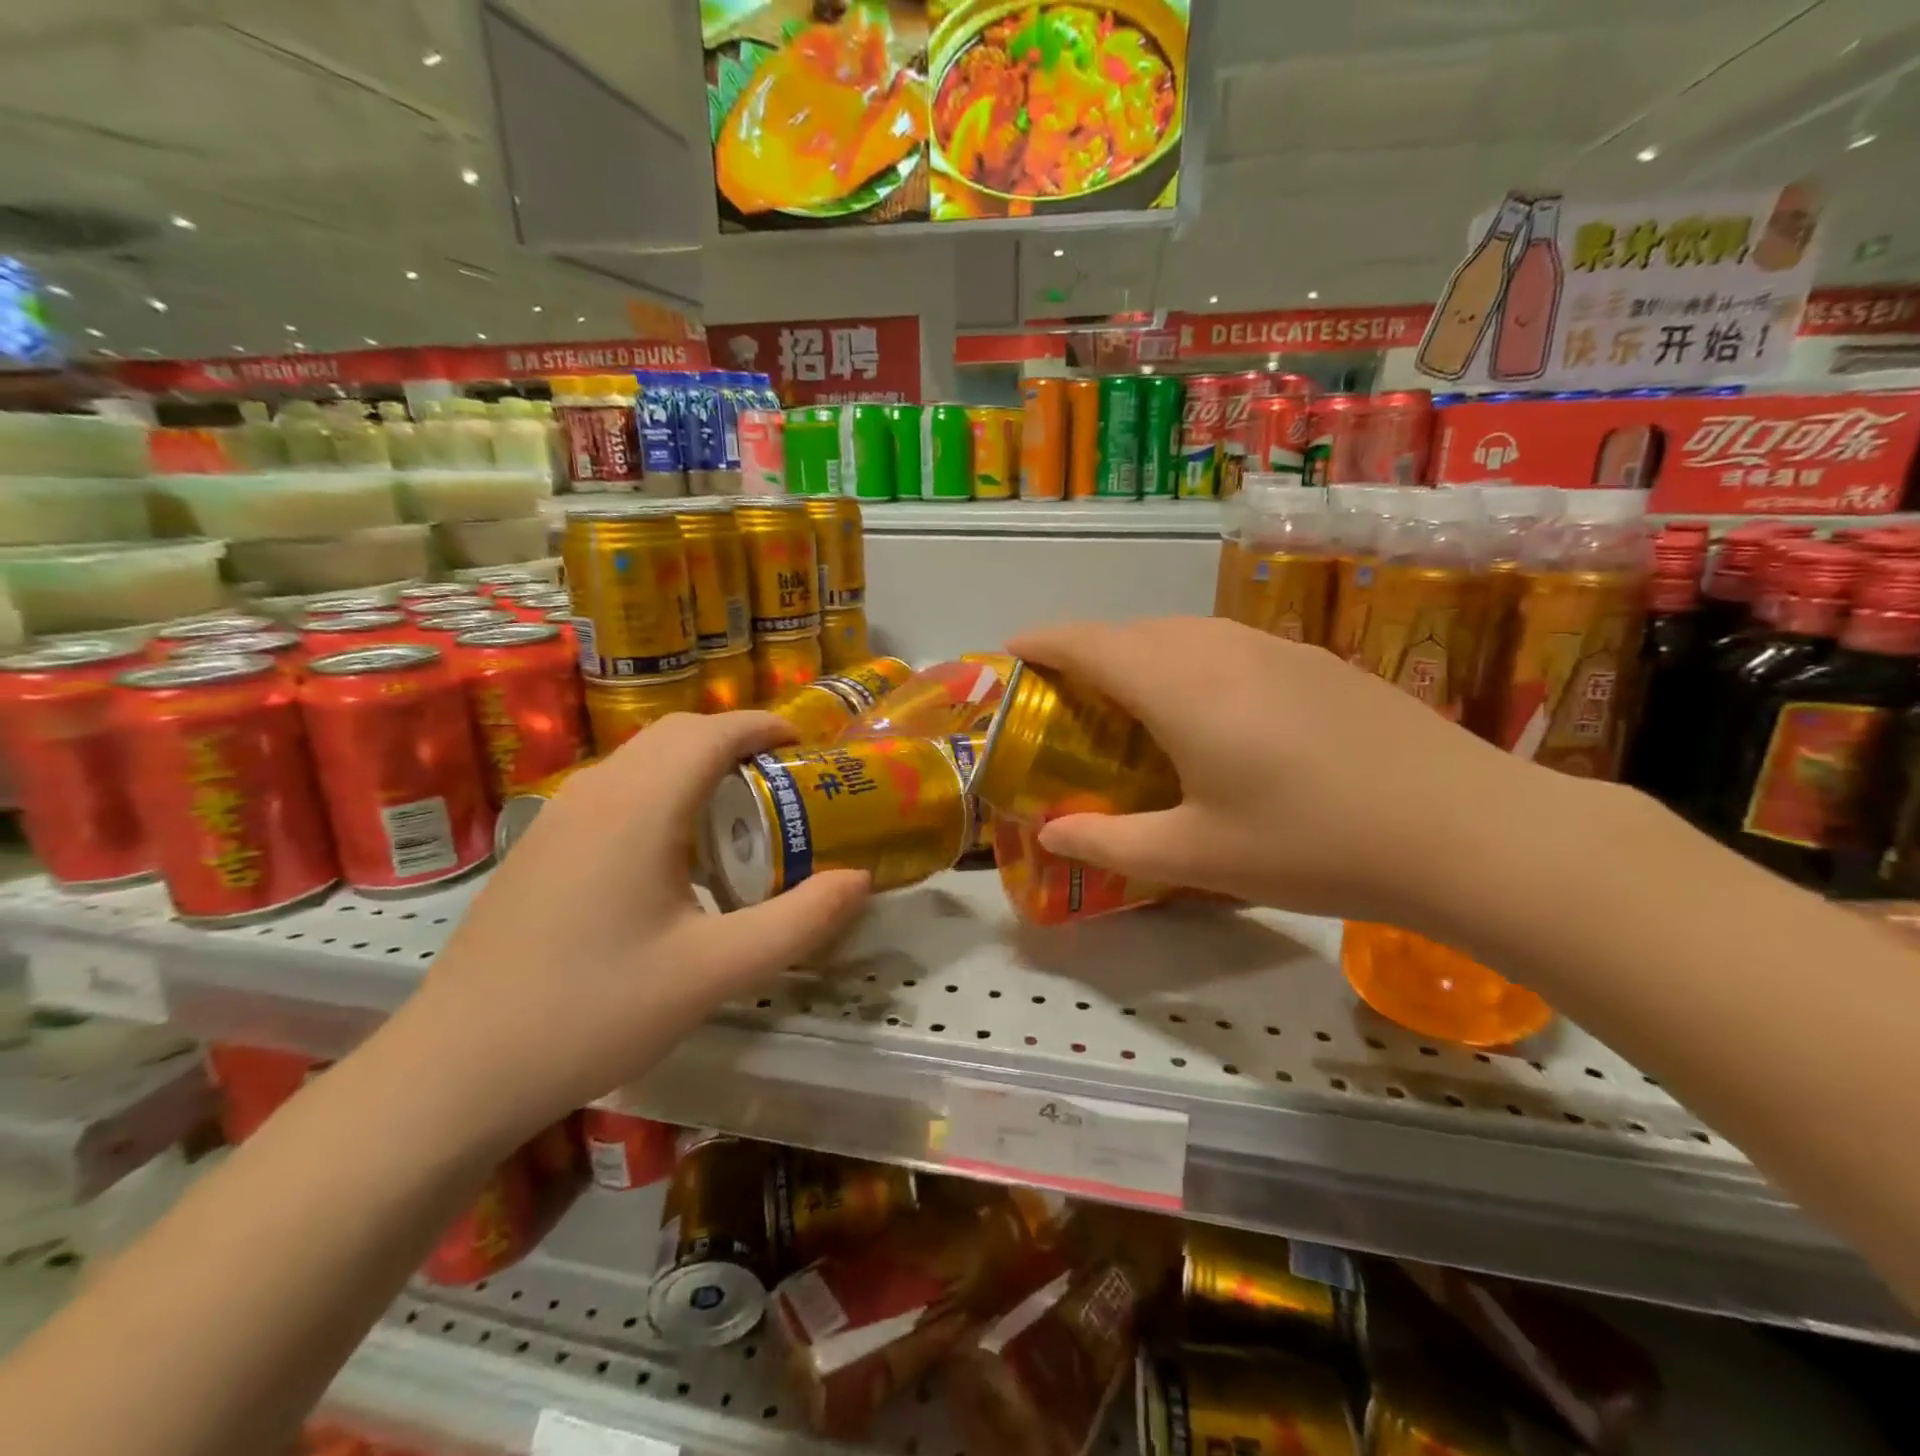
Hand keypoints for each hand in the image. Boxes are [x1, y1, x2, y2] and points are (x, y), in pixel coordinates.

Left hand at [407, 712, 870, 1145]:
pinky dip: (661, 790)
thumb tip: (858, 879)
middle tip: (780, 780)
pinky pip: (614, 790)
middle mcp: (595, 793)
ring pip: (640, 759)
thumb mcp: (715, 972)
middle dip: (734, 740)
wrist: (457, 1069)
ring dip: (695, 764)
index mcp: (640, 807)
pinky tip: (673, 854)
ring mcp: (558, 818)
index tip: (804, 745)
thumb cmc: (595, 1011)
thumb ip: (798, 922)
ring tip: (736, 813)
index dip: (763, 726)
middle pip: (675, 734)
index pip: (711, 732)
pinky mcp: (539, 847)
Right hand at [1007, 617, 1580, 931]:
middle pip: (1131, 632)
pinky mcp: (1316, 662)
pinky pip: (1227, 646)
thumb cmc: (1312, 844)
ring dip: (1141, 657)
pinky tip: (1211, 715)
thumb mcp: (1196, 856)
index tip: (1011, 655)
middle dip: (1086, 653)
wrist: (1466, 830)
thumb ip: (1109, 842)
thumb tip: (1049, 834)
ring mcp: (1275, 648)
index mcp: (1179, 685)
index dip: (1040, 642)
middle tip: (1066, 702)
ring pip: (1182, 635)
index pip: (1087, 641)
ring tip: (1130, 707)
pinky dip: (1190, 665)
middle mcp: (1220, 648)